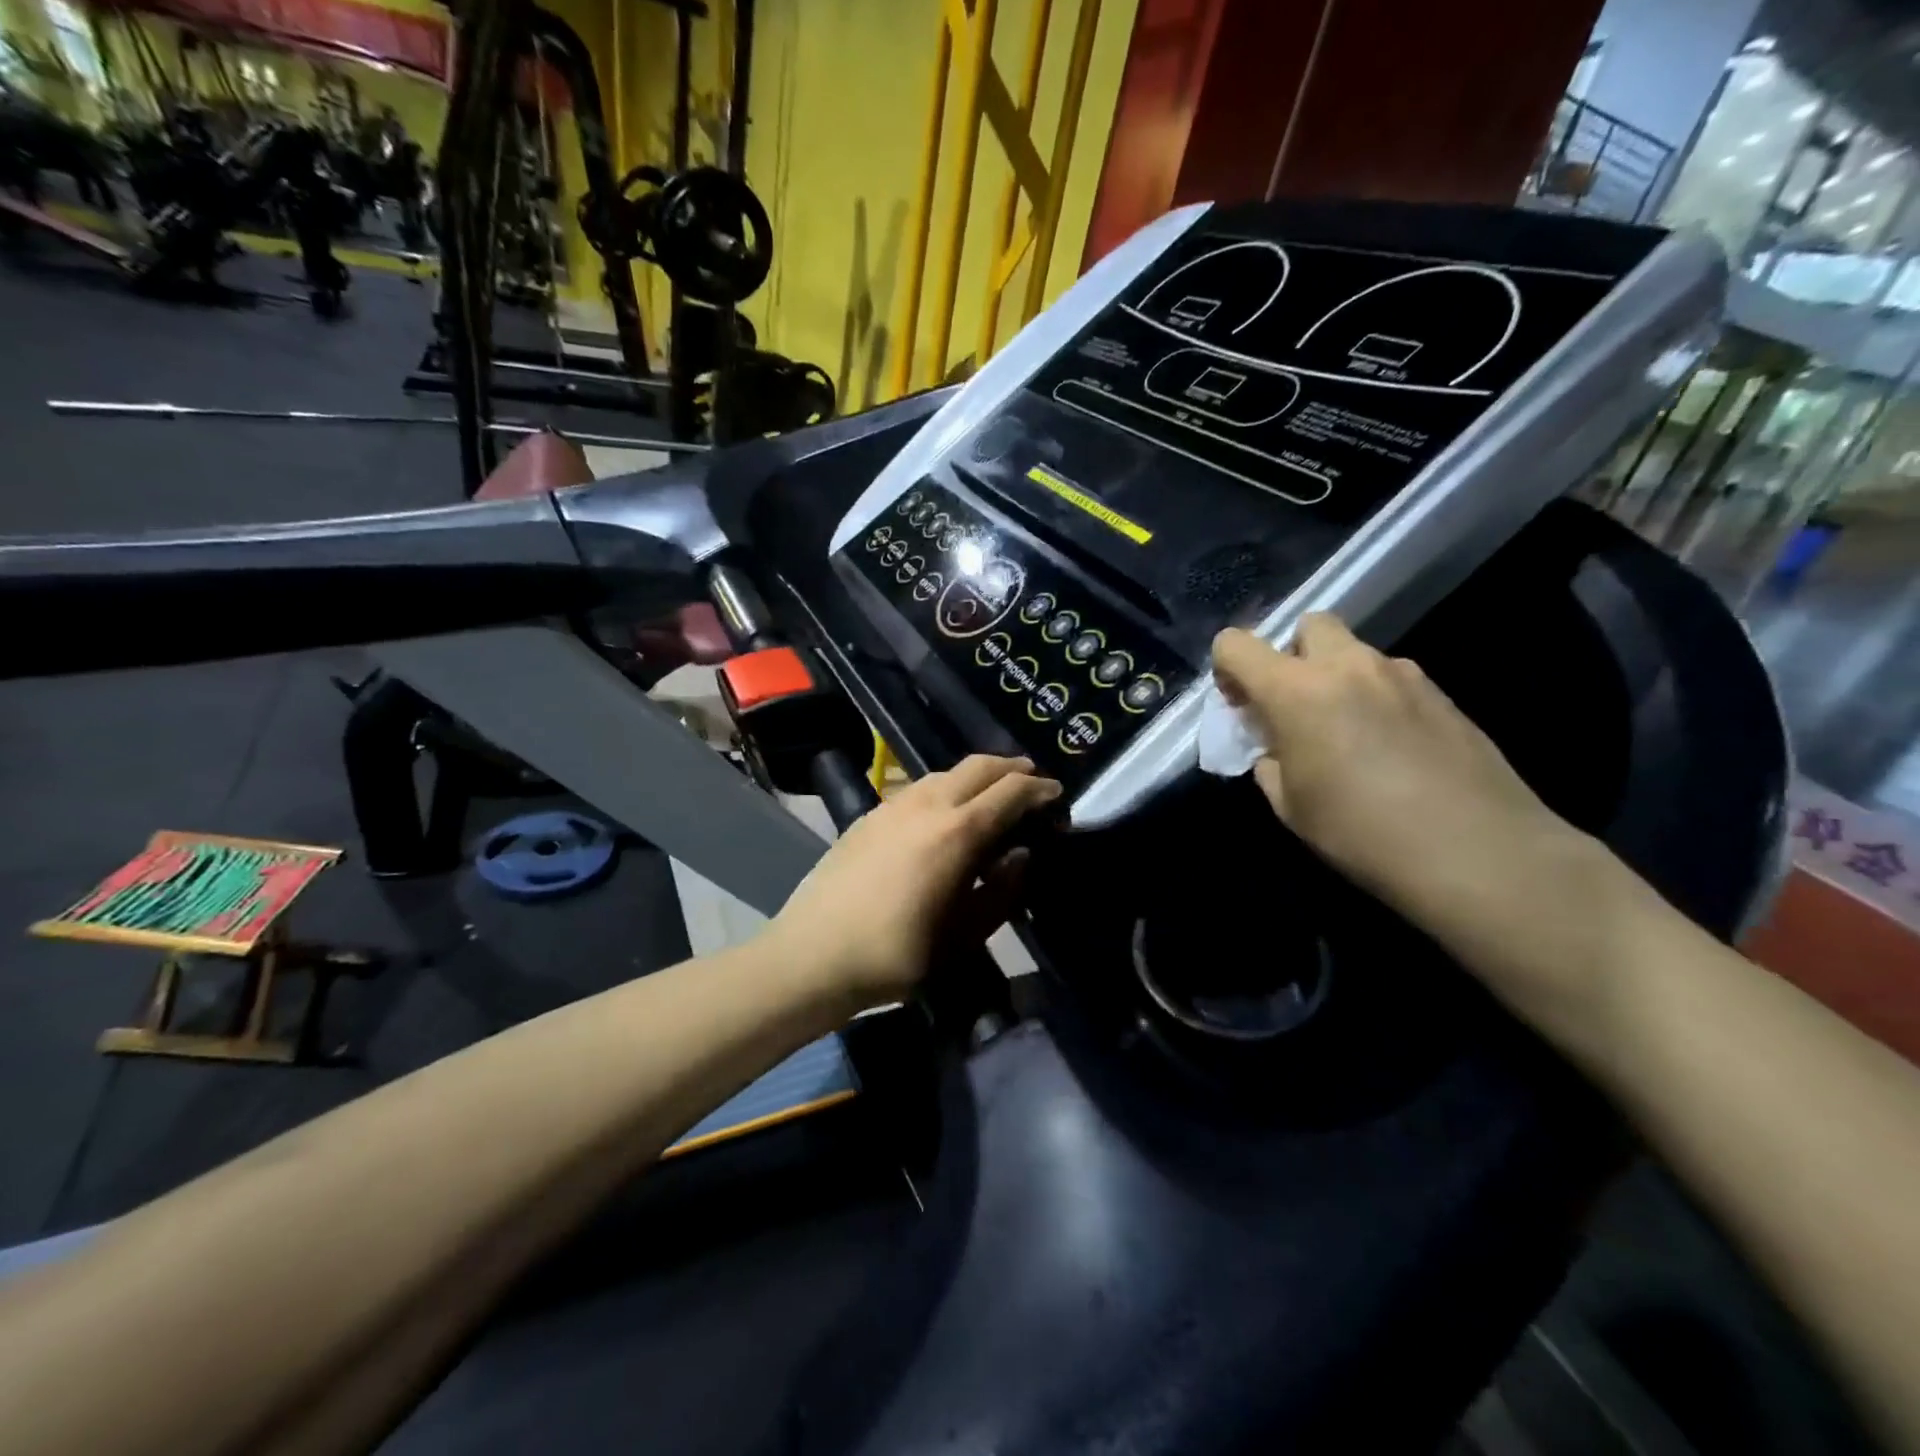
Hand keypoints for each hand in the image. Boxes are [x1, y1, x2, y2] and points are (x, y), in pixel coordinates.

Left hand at [769, 755, 1061, 1006]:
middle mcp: (928, 805)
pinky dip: (945, 789)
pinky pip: (918, 788)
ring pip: (946, 773)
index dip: (1040, 790)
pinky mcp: (869, 814)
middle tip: (1032, 783)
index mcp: (957, 832)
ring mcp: (893, 805)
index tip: (1058, 796)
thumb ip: (1002, 891)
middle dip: (1012, 768)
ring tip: (990, 797)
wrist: (813, 955)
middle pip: (979, 765)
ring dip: (976, 776)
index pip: (1011, 791)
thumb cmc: (897, 954)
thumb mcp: (964, 935)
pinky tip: (943, 815)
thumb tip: (1021, 854)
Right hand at [1210, 617, 1592, 942]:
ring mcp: (1403, 675)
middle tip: (1295, 707)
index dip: (1227, 669)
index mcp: (1297, 690)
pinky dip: (1375, 699)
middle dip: (1292, 656)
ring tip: (1348, 736)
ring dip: (1337, 680)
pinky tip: (1390, 750)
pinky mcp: (1441, 694)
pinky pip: (1391, 680)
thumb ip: (1269, 760)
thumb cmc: (1362, 832)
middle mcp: (1349, 666)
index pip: (1237, 644)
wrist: (1478, 852)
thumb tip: (1277, 746)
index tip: (1240, 706)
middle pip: (1308, 625)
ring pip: (1354, 654)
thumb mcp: (1289, 805)